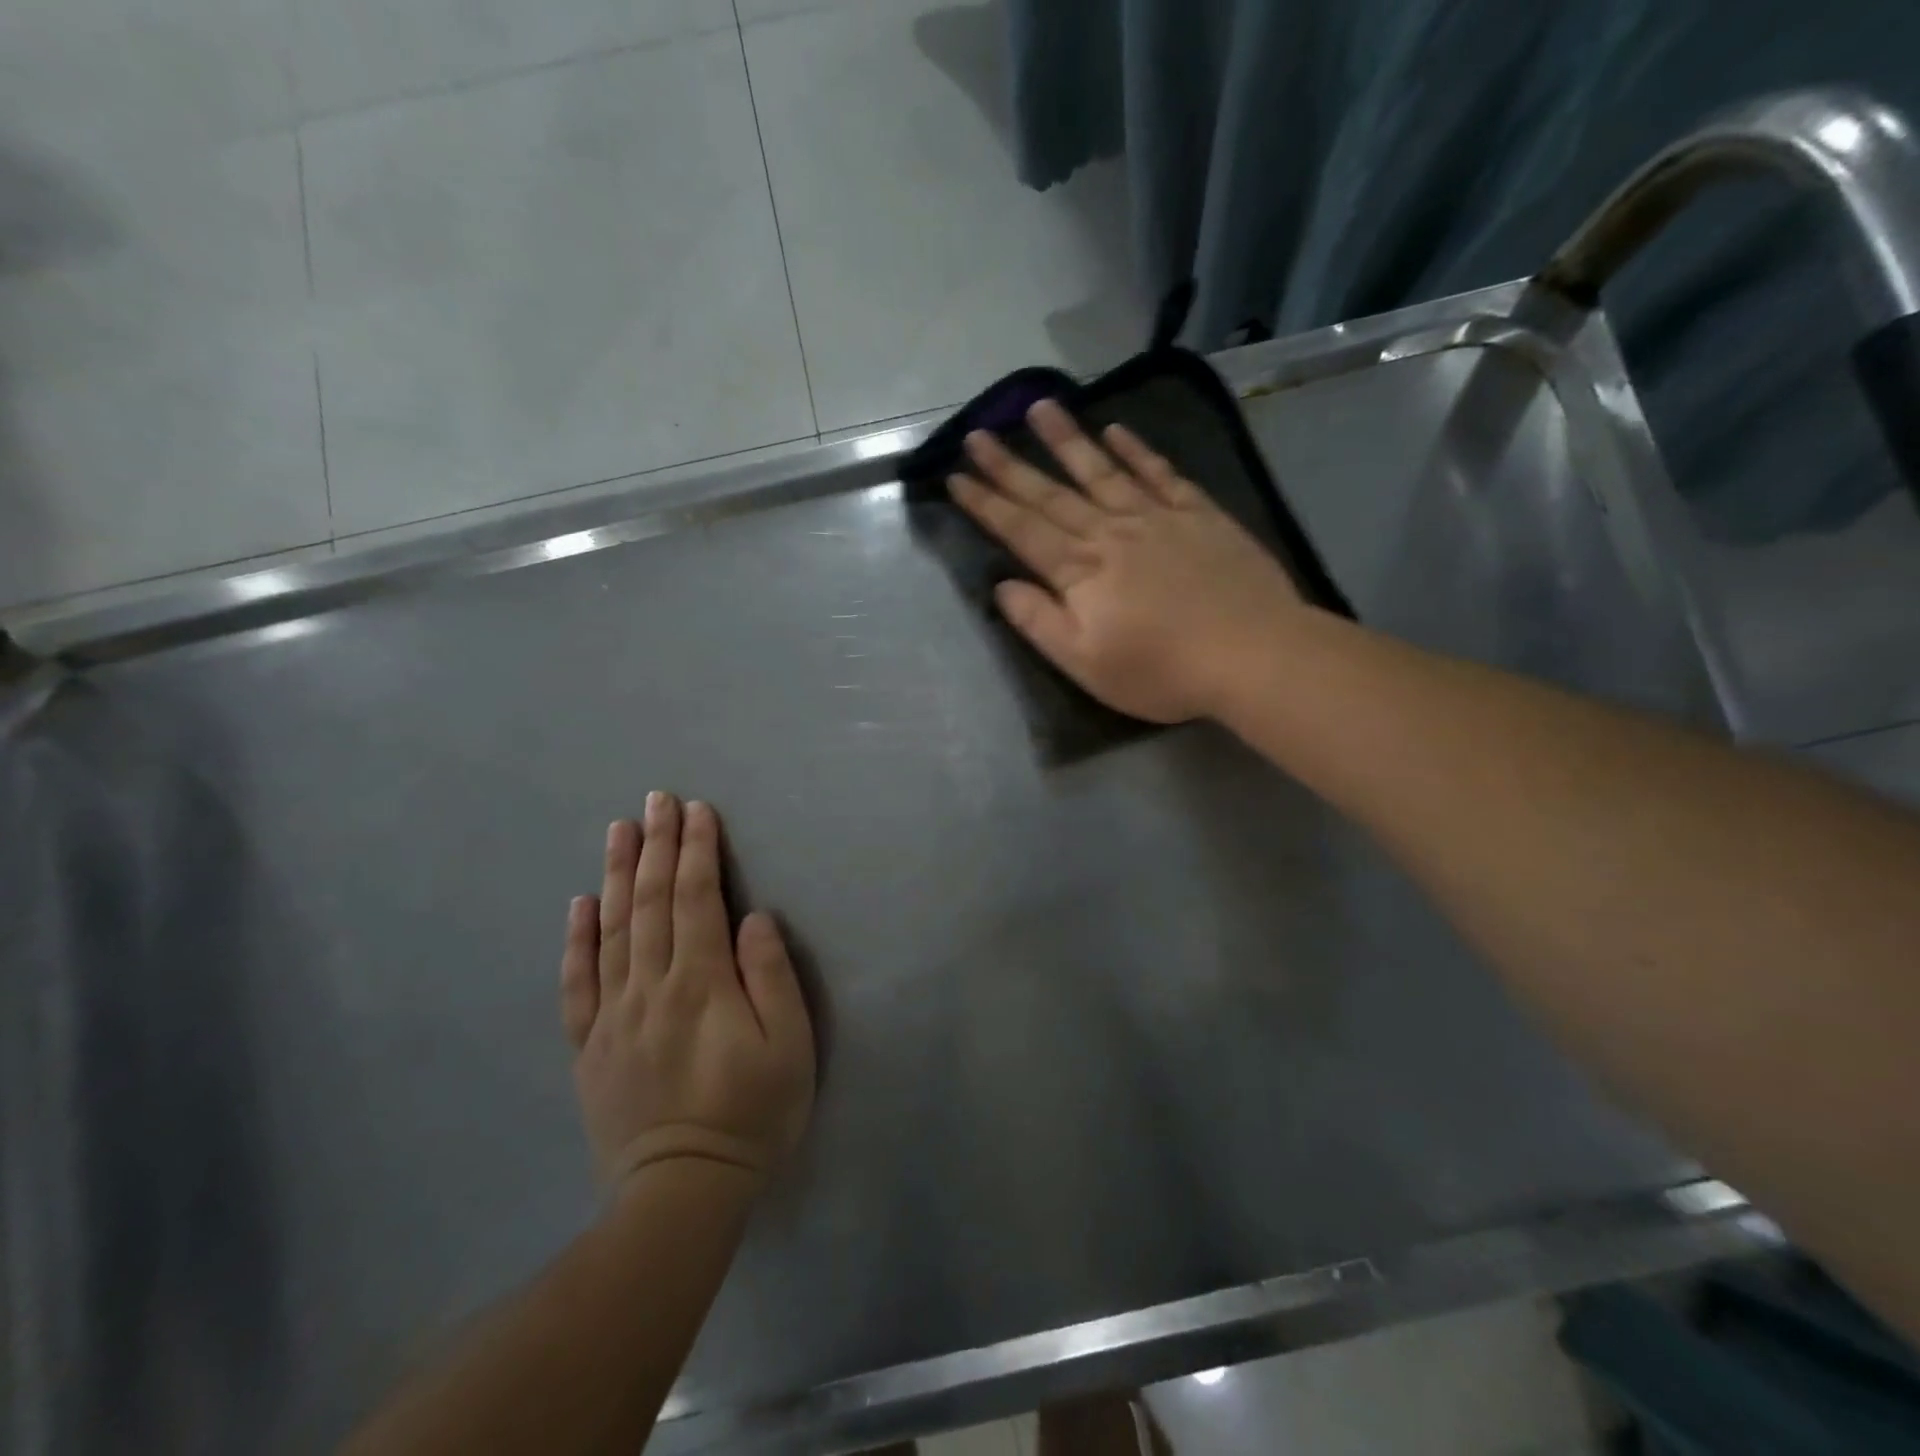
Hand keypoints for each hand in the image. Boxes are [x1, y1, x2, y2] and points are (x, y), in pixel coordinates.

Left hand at [560, 794, 814, 1191]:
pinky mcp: (590, 1045)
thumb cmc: (751, 1115)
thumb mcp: (789, 1047)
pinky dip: (577, 938)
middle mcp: (650, 986)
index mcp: (701, 983)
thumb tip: (753, 918)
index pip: (697, 899)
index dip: (698, 850)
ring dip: (618, 874)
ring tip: (619, 829)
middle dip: (658, 845)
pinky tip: (579, 904)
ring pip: (612, 929)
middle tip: (657, 800)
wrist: (681, 1194)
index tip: (698, 810)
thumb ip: (771, 977)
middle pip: (652, 902)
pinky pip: (577, 982)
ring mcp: (613, 1015)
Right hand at [948, 399, 1304, 723]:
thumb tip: (1002, 586)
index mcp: (1080, 572)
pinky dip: (1136, 449)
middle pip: (1051, 493)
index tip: (956, 477)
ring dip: (1066, 440)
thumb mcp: (1086, 664)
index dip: (986, 504)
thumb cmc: (1162, 671)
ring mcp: (1156, 517)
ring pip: (1101, 470)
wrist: (1252, 653)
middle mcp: (1110, 532)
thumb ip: (1040, 622)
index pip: (1022, 531)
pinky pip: (1160, 473)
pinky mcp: (1198, 514)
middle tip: (978, 433)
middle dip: (1009, 465)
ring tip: (1038, 407)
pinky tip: (1117, 430)